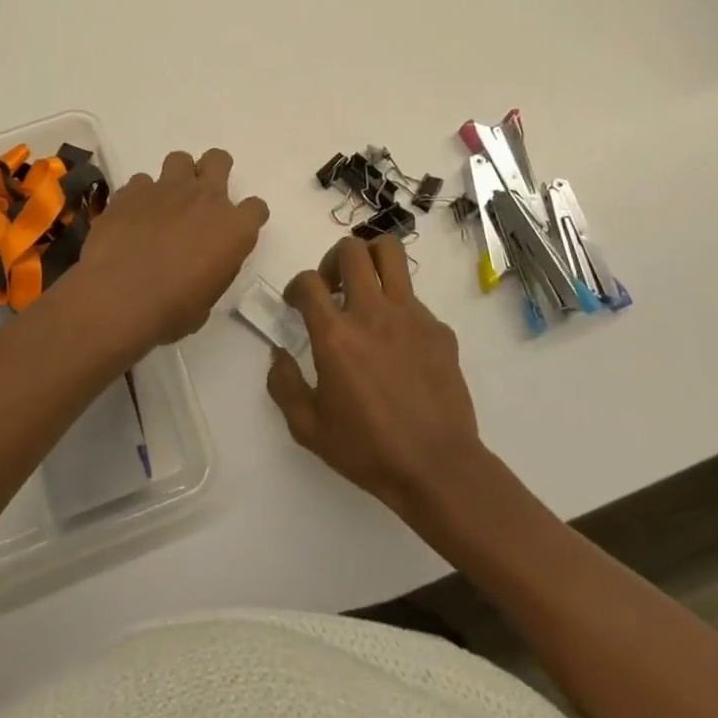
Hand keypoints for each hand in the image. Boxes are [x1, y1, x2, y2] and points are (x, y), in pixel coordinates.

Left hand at [78, 149, 269, 346]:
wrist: (118, 297)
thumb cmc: (170, 310)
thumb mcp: (207, 300)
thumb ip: (212, 270)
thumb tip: (202, 265)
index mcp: (234, 229)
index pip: (256, 208)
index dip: (247, 217)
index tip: (235, 230)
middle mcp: (205, 199)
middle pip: (219, 160)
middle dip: (213, 170)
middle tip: (201, 195)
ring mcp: (167, 189)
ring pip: (179, 159)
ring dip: (176, 177)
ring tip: (165, 201)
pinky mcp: (132, 190)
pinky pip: (141, 182)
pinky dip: (139, 196)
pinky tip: (131, 217)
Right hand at [267, 235, 486, 516]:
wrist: (438, 468)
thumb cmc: (368, 449)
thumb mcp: (308, 428)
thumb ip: (283, 384)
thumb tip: (279, 354)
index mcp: (336, 334)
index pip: (308, 281)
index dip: (296, 286)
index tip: (296, 303)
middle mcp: (372, 312)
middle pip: (351, 249)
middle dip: (332, 259)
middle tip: (331, 288)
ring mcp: (411, 315)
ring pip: (390, 253)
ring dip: (370, 260)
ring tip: (364, 288)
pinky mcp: (439, 328)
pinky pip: (414, 298)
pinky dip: (398, 306)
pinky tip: (397, 341)